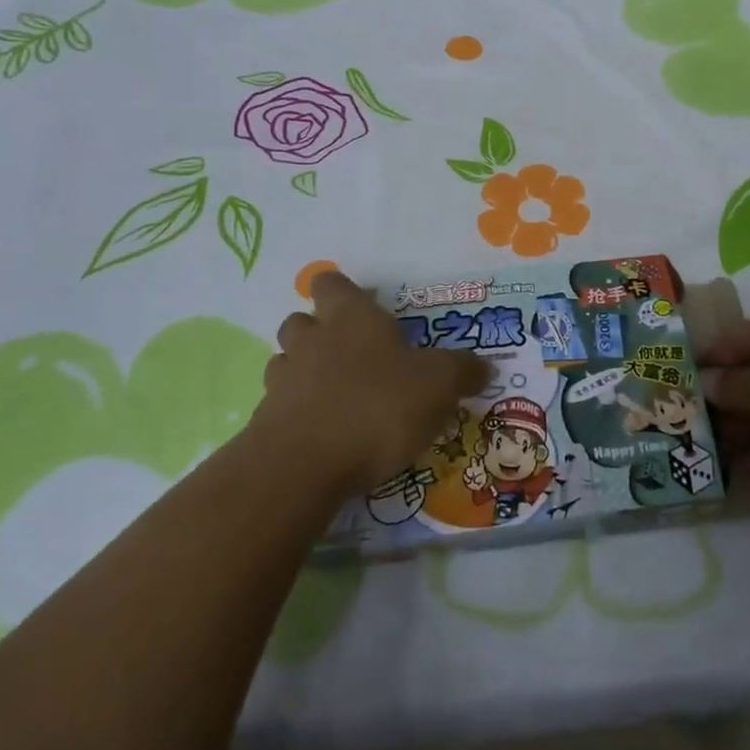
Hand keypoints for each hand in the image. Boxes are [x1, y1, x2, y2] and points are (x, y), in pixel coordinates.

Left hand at [249, 272, 491, 499]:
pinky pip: (279, 407)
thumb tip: (484, 366)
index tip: (362, 306)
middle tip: (350, 355)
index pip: (331, 283)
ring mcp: (283, 380)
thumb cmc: (376, 407)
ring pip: (285, 362)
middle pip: (301, 320)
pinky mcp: (265, 422)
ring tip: (333, 395)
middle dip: (319, 332)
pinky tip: (321, 435)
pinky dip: (296, 414)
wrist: (303, 466)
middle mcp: (312, 340)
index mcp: (351, 318)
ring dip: (303, 372)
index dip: (343, 291)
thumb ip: (462, 372)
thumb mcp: (438, 386)